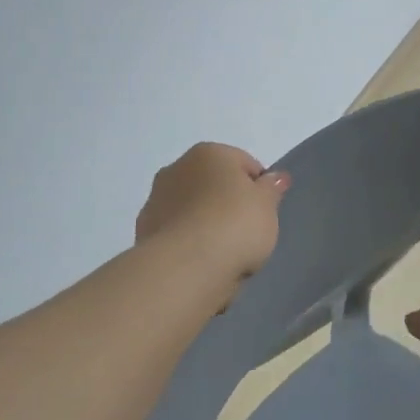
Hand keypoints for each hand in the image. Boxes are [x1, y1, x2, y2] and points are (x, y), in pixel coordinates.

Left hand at [135, 143, 288, 280]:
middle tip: (245, 232)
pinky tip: (201, 262)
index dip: (259, 188)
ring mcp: (156, 199)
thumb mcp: (267, 206)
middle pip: (213, 184)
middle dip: (227, 203)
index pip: (244, 164)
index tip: (265, 214)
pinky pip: (177, 232)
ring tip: (222, 253)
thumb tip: (275, 177)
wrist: (186, 267)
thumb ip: (272, 189)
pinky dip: (188, 242)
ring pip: (192, 208)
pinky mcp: (143, 231)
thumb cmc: (235, 225)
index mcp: (209, 153)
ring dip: (204, 222)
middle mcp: (177, 167)